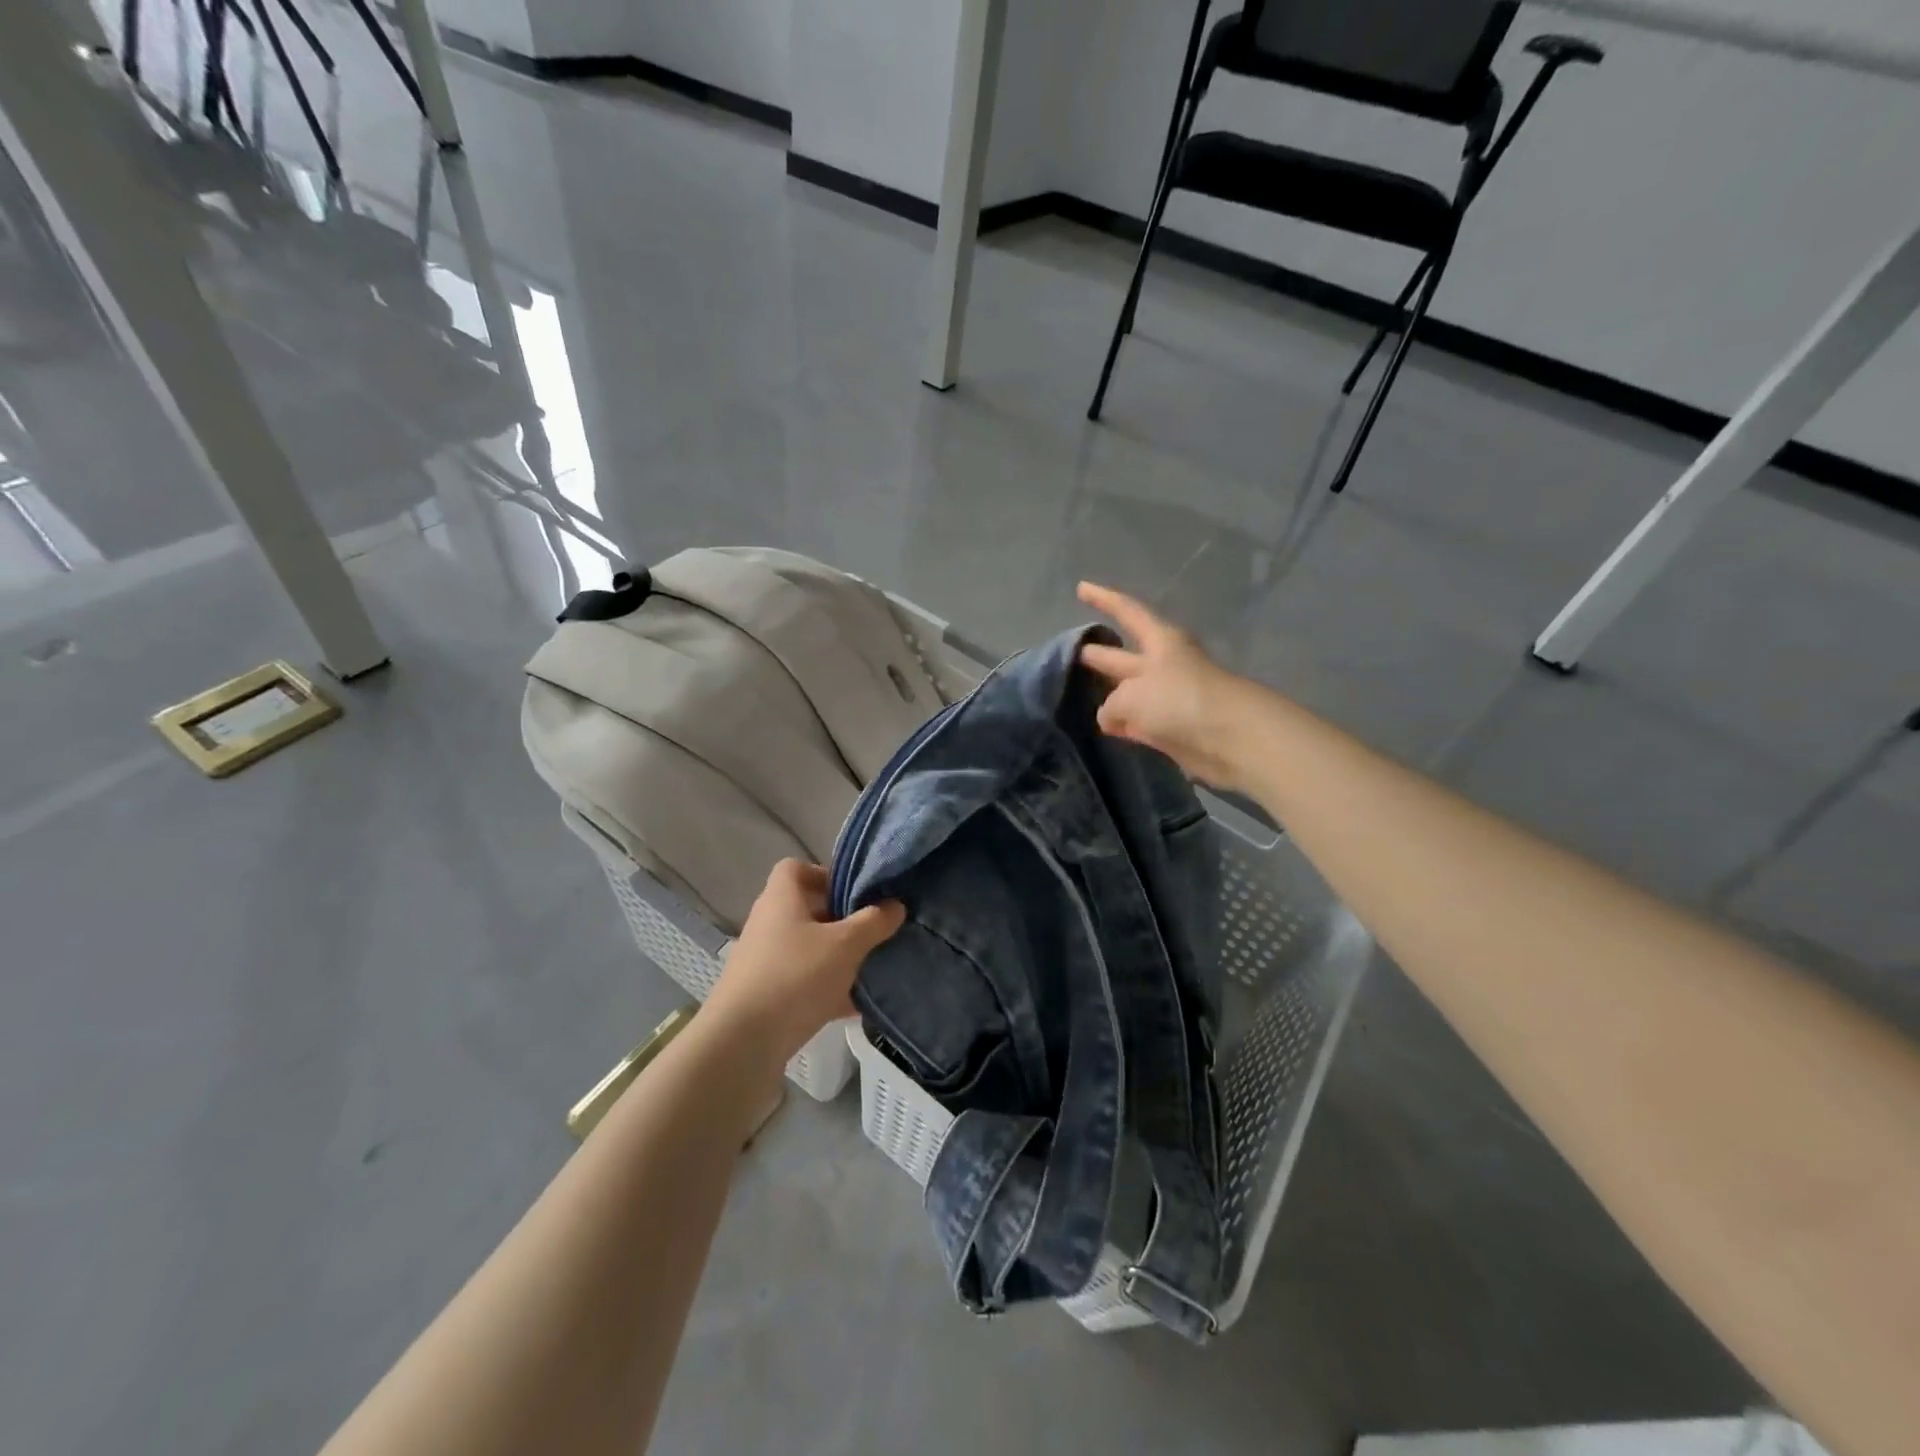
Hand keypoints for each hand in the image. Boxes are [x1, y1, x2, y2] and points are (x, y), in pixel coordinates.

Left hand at [705, 860, 904, 1064]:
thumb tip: (896, 905)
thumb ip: (874, 922)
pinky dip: (827, 990)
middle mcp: (769, 924)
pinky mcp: (766, 996)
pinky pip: (804, 983)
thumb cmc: (795, 976)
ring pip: (809, 949)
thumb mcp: (845, 945)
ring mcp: (764, 962)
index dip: (826, 874)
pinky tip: (856, 1006)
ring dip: (837, 958)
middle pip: (807, 910)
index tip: (855, 893)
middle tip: (873, 931)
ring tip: (870, 968)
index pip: (796, 868)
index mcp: (781, 899)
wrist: (742, 1043)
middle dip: (842, 920)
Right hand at [1077, 582, 1252, 790]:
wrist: (1229, 739)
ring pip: (1129, 693)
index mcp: (1159, 642)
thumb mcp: (1130, 697)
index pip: (1126, 611)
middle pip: (1124, 656)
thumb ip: (1111, 704)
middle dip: (1100, 654)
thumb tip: (1111, 719)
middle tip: (1073, 651)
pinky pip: (1139, 722)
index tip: (1080, 588)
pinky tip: (1106, 728)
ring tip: (1081, 694)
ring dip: (1109, 694)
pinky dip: (1123, 724)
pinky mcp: (1172, 729)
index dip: (1103, 599)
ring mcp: (1167, 698)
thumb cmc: (1178, 700)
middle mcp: (1163, 666)